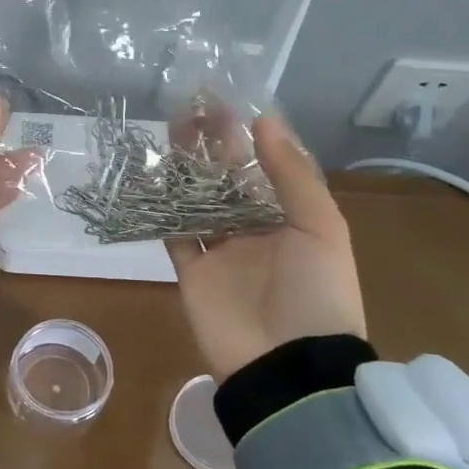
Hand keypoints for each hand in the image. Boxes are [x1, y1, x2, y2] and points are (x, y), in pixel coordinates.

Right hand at [169, 113, 365, 380]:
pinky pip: (173, 233)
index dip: (248, 135)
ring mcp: (220, 251)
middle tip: (191, 108)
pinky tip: (147, 177)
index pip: (266, 166)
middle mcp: (254, 228)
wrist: (286, 365)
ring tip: (169, 131)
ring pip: (197, 199)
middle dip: (212, 144)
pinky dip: (160, 208)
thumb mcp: (321, 228)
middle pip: (228, 178)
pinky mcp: (191, 271)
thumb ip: (292, 175)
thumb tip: (264, 121)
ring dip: (185, 168)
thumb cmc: (316, 293)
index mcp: (291, 217)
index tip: (227, 103)